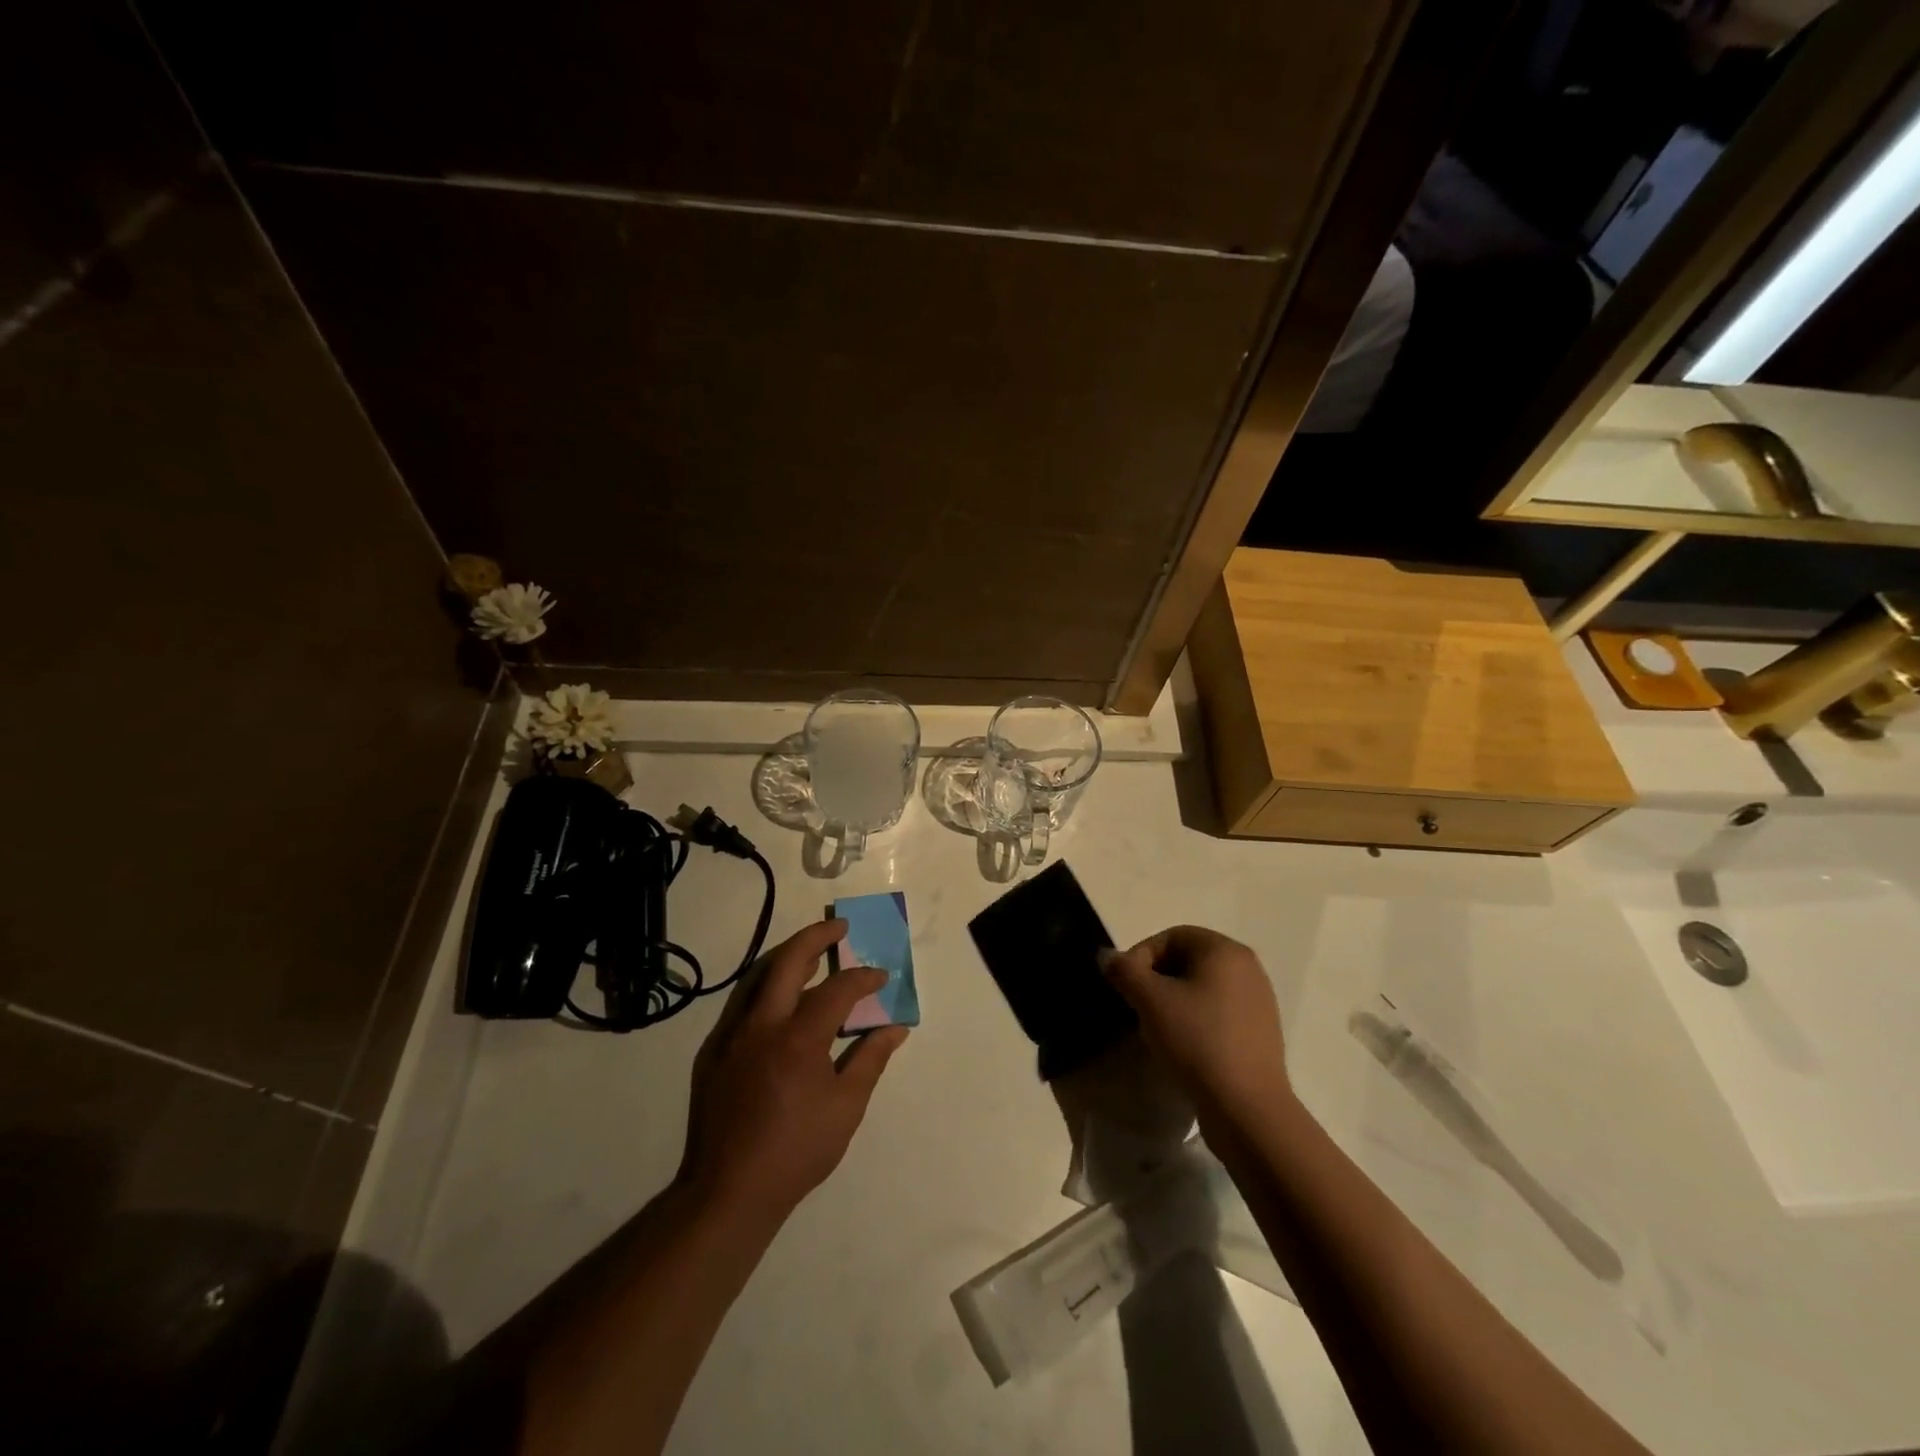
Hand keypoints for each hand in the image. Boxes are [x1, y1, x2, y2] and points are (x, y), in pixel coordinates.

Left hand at [679, 919, 908, 1221]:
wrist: (729, 1191)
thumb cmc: (797, 1151)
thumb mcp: (846, 1107)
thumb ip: (870, 1059)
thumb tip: (895, 1028)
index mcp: (798, 1039)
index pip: (837, 989)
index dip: (863, 978)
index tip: (880, 977)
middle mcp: (761, 1026)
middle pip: (787, 961)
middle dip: (816, 936)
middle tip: (839, 927)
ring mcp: (732, 1036)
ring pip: (759, 976)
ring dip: (788, 957)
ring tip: (813, 952)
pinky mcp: (714, 1051)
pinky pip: (743, 1003)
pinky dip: (767, 987)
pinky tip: (781, 999)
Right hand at [1099, 926, 1288, 1120]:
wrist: (1246, 1107)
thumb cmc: (1197, 1041)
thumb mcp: (1150, 1001)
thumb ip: (1124, 970)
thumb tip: (1107, 956)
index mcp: (1224, 950)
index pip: (1171, 937)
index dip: (1141, 957)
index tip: (1126, 988)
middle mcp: (1247, 967)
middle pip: (1187, 960)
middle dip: (1156, 980)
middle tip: (1138, 1008)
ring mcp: (1258, 1000)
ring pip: (1201, 987)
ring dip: (1173, 1001)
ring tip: (1158, 1031)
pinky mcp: (1260, 1031)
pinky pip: (1218, 1011)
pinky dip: (1195, 1020)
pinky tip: (1184, 1047)